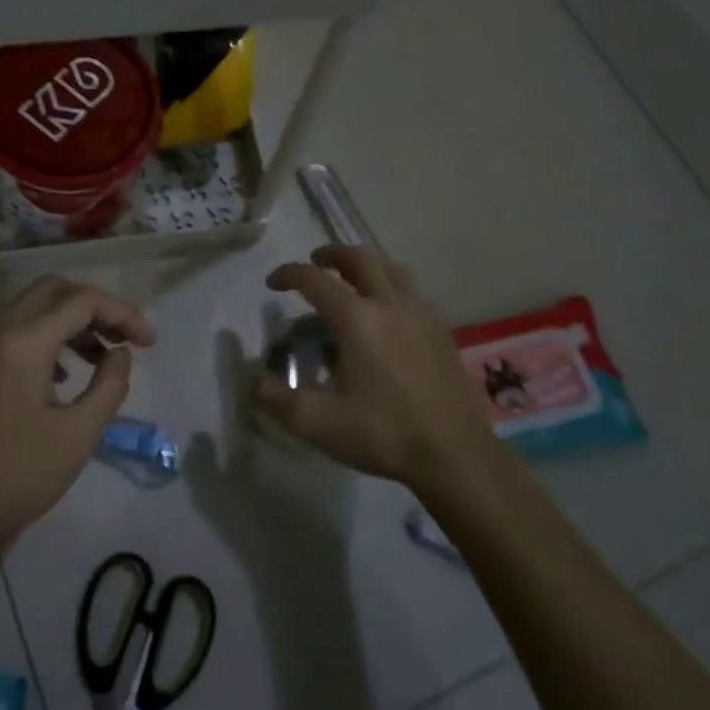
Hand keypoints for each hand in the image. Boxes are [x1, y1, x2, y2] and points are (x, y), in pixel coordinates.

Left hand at [0, 276, 155, 556]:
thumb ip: (110, 384)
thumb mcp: (80, 433)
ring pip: (29, 310)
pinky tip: (59, 376)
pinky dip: (42, 339)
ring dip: (68, 322)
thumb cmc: (20, 477)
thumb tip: (120, 353)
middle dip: (94, 309)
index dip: (123, 313)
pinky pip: (9, 333)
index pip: (82, 301)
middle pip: (52, 292)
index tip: (149, 342)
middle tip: (123, 340)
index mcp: (21, 343)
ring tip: (99, 358)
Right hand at [254, 245, 496, 492]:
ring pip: (393, 270)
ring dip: (367, 266)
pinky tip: (387, 315)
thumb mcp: (315, 422)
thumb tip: (254, 381)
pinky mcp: (443, 333)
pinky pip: (413, 293)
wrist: (455, 455)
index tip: (273, 283)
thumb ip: (275, 399)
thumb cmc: (382, 432)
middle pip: (361, 259)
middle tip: (315, 263)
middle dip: (332, 255)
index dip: (289, 274)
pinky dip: (392, 287)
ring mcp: (423, 316)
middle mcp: (391, 304)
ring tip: (352, 280)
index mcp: (357, 318)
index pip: (315, 280)